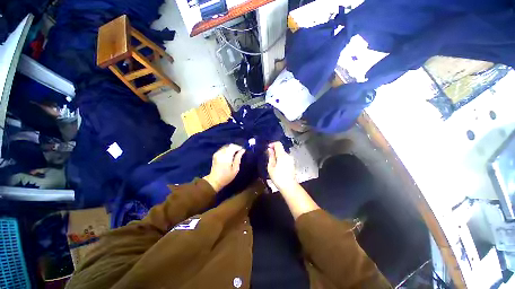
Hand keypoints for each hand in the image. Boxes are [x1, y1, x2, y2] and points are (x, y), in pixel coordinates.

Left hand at [203, 144, 244, 191]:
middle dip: (235, 147)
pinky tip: (230, 155)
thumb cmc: (226, 177)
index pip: (233, 147)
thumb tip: (242, 150)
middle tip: (240, 152)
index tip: (243, 150)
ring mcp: (217, 153)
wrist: (214, 181)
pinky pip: (223, 149)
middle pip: (230, 146)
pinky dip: (228, 150)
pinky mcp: (215, 154)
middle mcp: (221, 153)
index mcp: (226, 157)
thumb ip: (238, 158)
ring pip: (226, 146)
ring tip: (235, 153)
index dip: (239, 147)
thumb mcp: (235, 169)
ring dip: (231, 148)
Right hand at [267, 142, 296, 190]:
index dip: (272, 144)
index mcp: (282, 155)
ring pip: (283, 153)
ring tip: (272, 163)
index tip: (268, 148)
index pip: (278, 144)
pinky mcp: (292, 163)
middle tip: (268, 157)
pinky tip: (277, 166)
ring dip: (277, 155)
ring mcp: (291, 159)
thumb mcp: (271, 167)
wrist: (289, 186)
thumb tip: (270, 149)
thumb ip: (271, 157)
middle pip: (281, 149)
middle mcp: (288, 155)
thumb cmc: (278, 177)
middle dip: (274, 150)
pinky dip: (280, 159)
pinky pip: (285, 158)